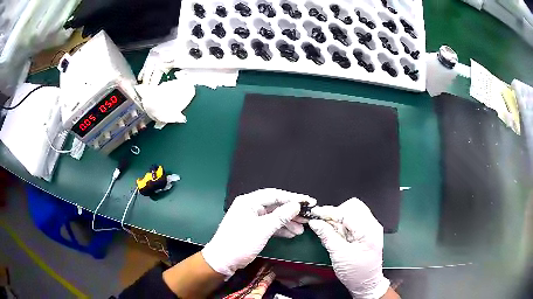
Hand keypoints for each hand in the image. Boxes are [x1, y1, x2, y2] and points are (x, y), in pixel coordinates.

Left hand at [201, 188, 315, 276]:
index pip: (275, 195)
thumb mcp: (262, 229)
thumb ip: (280, 216)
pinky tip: (292, 233)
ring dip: (288, 222)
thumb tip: (296, 205)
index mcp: (249, 202)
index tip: (309, 201)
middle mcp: (250, 207)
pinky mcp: (254, 229)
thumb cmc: (240, 242)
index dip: (293, 198)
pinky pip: (270, 225)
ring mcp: (252, 218)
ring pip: (274, 216)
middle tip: (308, 216)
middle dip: (292, 211)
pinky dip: (281, 229)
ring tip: (302, 228)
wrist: (223, 261)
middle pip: (275, 205)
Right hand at [309, 198, 389, 298]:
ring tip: (330, 231)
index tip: (315, 213)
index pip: (347, 212)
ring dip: (339, 218)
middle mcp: (372, 225)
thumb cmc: (356, 273)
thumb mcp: (339, 255)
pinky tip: (336, 233)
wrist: (367, 283)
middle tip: (323, 223)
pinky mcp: (367, 232)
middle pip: (352, 206)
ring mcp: (371, 228)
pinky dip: (343, 224)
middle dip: (336, 213)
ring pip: (353, 212)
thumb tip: (315, 223)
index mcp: (368, 231)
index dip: (329, 212)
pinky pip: (353, 220)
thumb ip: (327, 236)